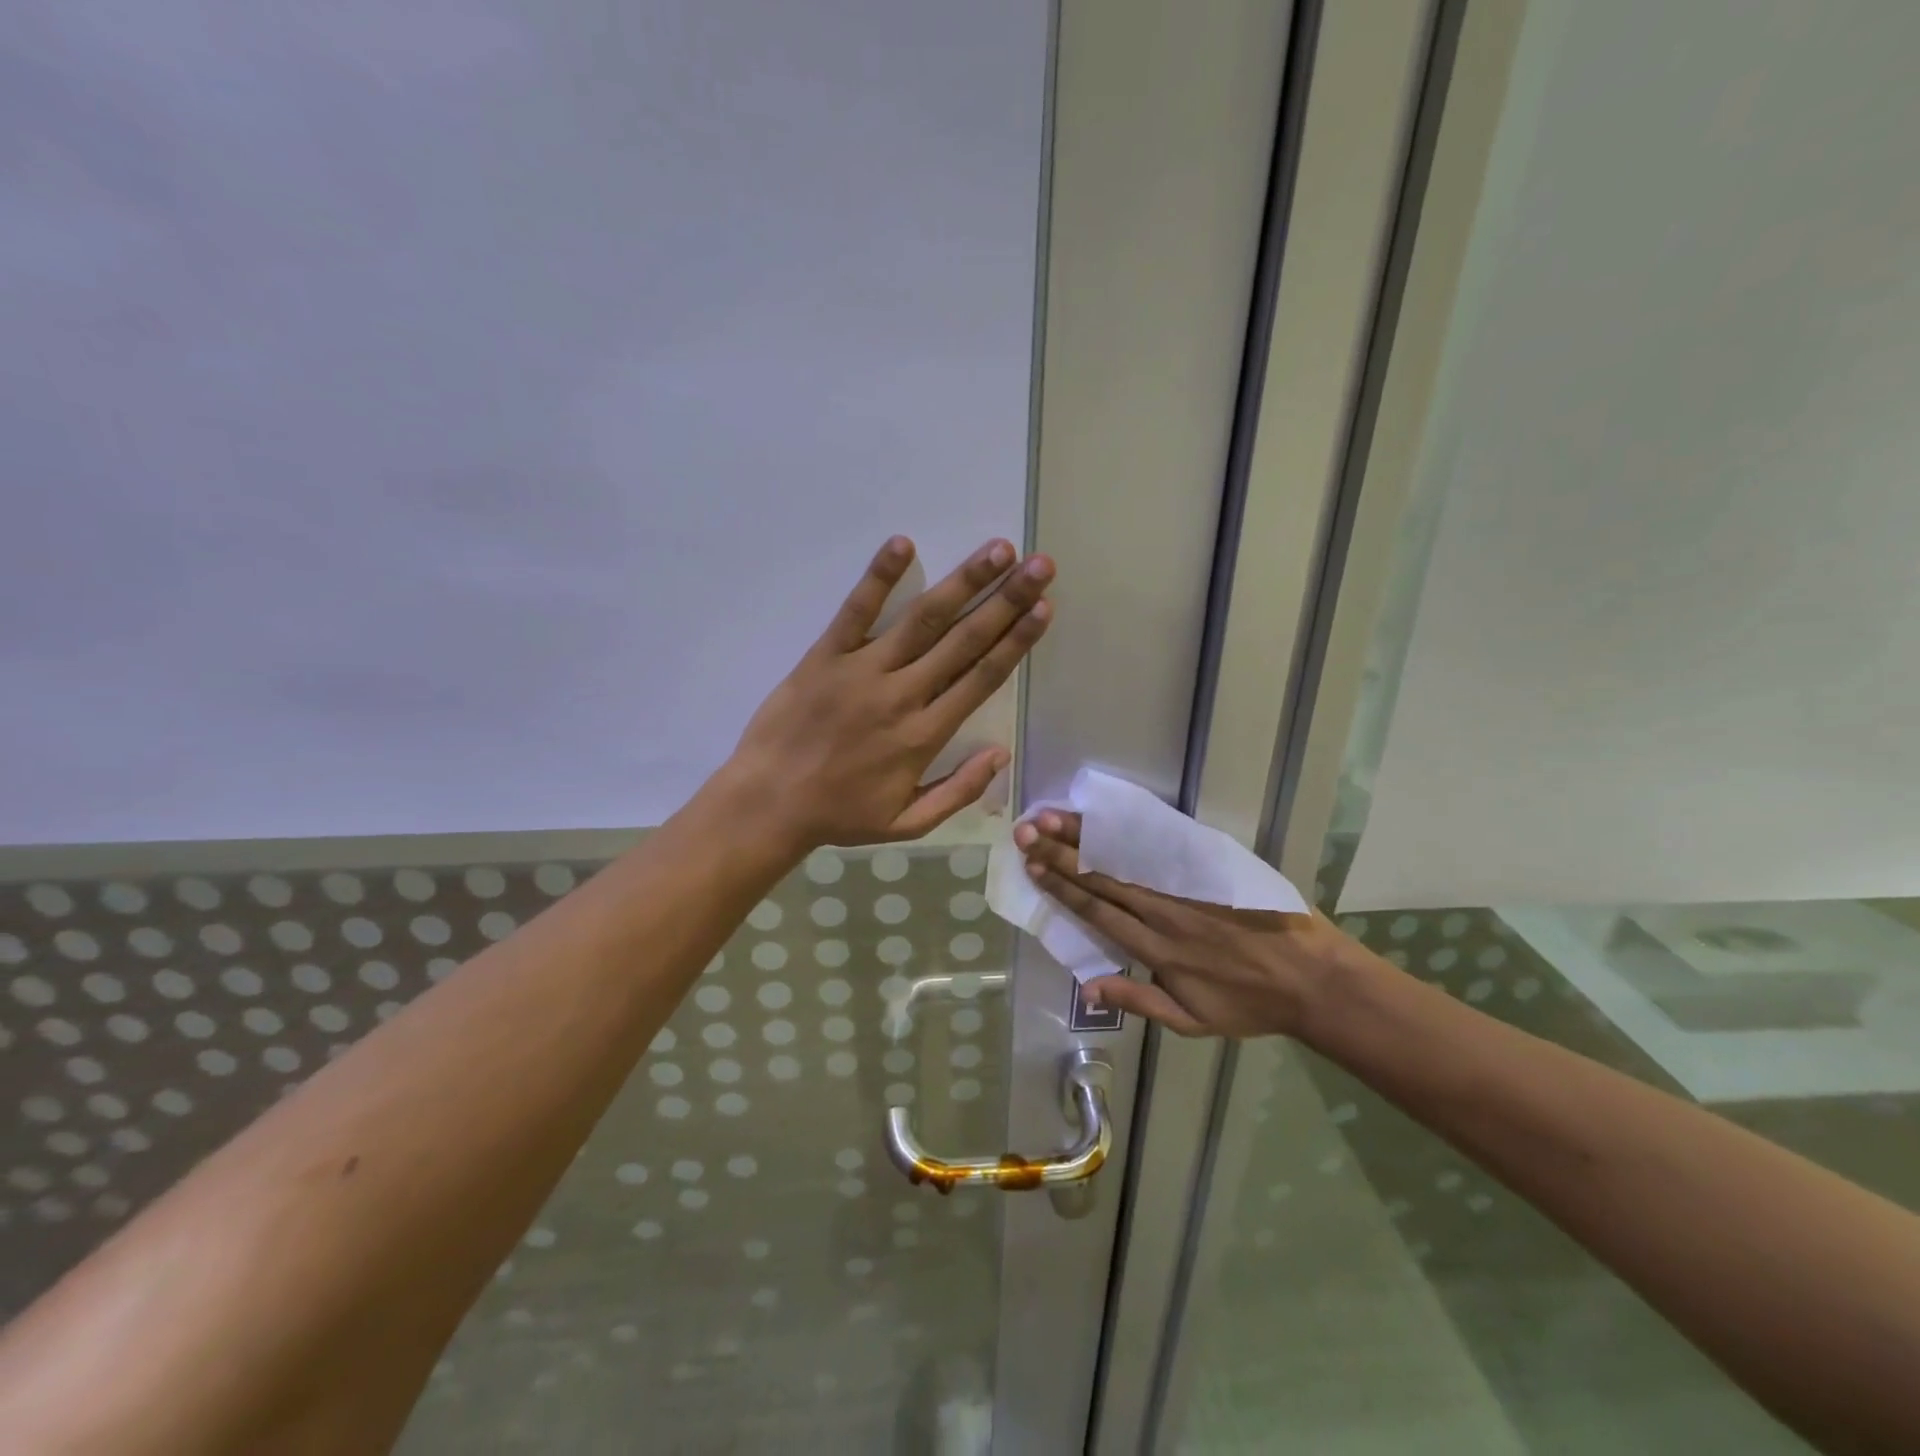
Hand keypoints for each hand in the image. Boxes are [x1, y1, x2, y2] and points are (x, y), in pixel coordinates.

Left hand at [723, 536, 1052, 851]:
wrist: (768, 804)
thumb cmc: (840, 815)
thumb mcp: (907, 823)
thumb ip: (959, 791)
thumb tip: (1002, 754)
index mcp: (926, 735)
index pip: (982, 678)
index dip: (1017, 641)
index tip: (1044, 608)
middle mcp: (902, 695)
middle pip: (964, 640)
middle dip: (1007, 599)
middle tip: (1039, 565)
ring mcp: (862, 670)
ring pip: (922, 619)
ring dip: (963, 581)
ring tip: (997, 549)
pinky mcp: (825, 656)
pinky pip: (856, 611)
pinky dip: (879, 577)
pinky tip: (903, 544)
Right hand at [1015, 811, 1366, 1037]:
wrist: (1314, 979)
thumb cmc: (1249, 1005)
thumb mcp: (1192, 1021)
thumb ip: (1138, 1001)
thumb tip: (1085, 989)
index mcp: (1155, 950)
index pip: (1097, 911)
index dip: (1062, 887)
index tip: (1033, 866)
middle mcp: (1163, 912)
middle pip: (1103, 878)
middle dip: (1061, 854)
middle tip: (1026, 831)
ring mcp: (1187, 888)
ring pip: (1127, 858)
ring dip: (1087, 837)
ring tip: (1054, 817)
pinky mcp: (1211, 870)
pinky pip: (1165, 848)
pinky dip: (1133, 831)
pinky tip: (1109, 816)